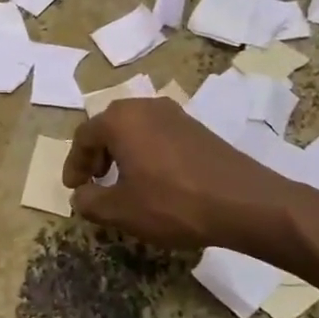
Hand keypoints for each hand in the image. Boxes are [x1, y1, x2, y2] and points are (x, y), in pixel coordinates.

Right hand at [63, 98, 271, 248]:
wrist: (244, 202)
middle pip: (109, 127)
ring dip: (122, 153)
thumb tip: (80, 196)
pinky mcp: (197, 128)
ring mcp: (175, 115)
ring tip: (122, 183)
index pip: (84, 137)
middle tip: (94, 181)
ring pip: (135, 130)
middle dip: (97, 154)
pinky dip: (146, 153)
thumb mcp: (121, 210)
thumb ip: (90, 202)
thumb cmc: (172, 203)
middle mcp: (145, 107)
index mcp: (120, 120)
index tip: (74, 188)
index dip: (74, 164)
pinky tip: (153, 180)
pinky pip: (158, 135)